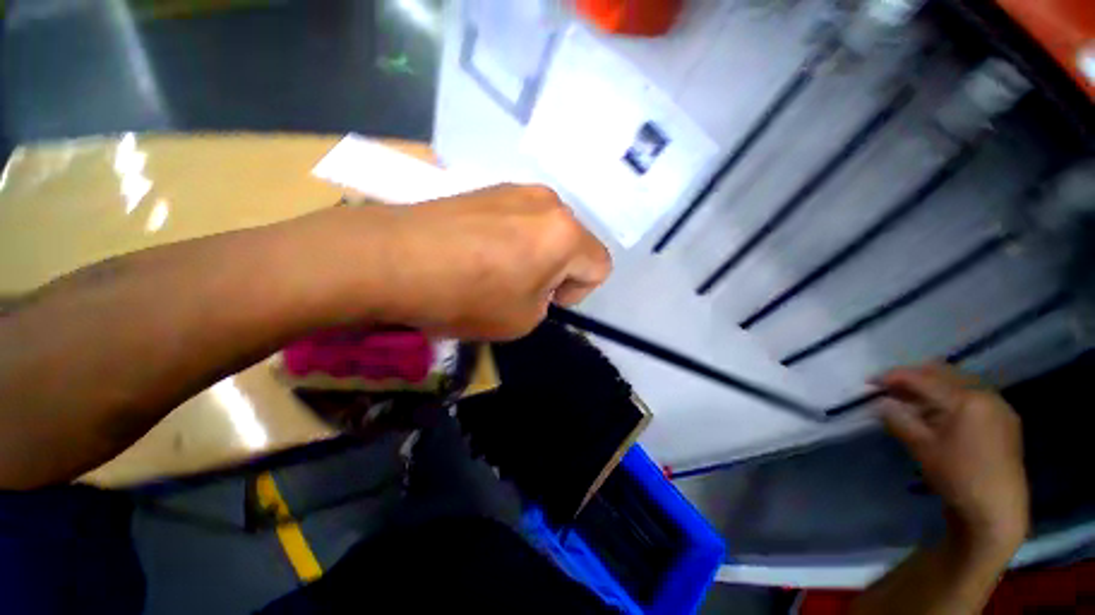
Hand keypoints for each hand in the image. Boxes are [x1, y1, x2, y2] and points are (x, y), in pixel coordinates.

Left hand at [357, 184, 610, 338]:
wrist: (393, 257)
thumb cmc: (467, 295)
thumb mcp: (522, 319)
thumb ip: (545, 302)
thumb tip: (537, 284)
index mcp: (565, 235)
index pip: (600, 265)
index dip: (578, 292)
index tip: (545, 300)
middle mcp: (548, 202)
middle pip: (574, 243)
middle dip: (557, 270)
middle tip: (520, 288)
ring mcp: (515, 189)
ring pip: (546, 229)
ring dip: (534, 253)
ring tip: (495, 270)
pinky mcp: (487, 188)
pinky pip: (518, 218)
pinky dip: (511, 239)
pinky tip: (477, 252)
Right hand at [877, 364, 1028, 553]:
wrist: (998, 511)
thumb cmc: (958, 477)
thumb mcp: (921, 448)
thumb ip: (899, 420)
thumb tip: (881, 403)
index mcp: (966, 399)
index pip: (923, 378)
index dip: (893, 377)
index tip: (870, 382)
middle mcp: (986, 394)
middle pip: (943, 373)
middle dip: (913, 377)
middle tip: (889, 387)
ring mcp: (999, 406)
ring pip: (959, 383)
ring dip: (932, 386)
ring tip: (910, 399)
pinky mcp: (1005, 420)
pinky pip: (973, 395)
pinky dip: (951, 396)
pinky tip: (938, 411)